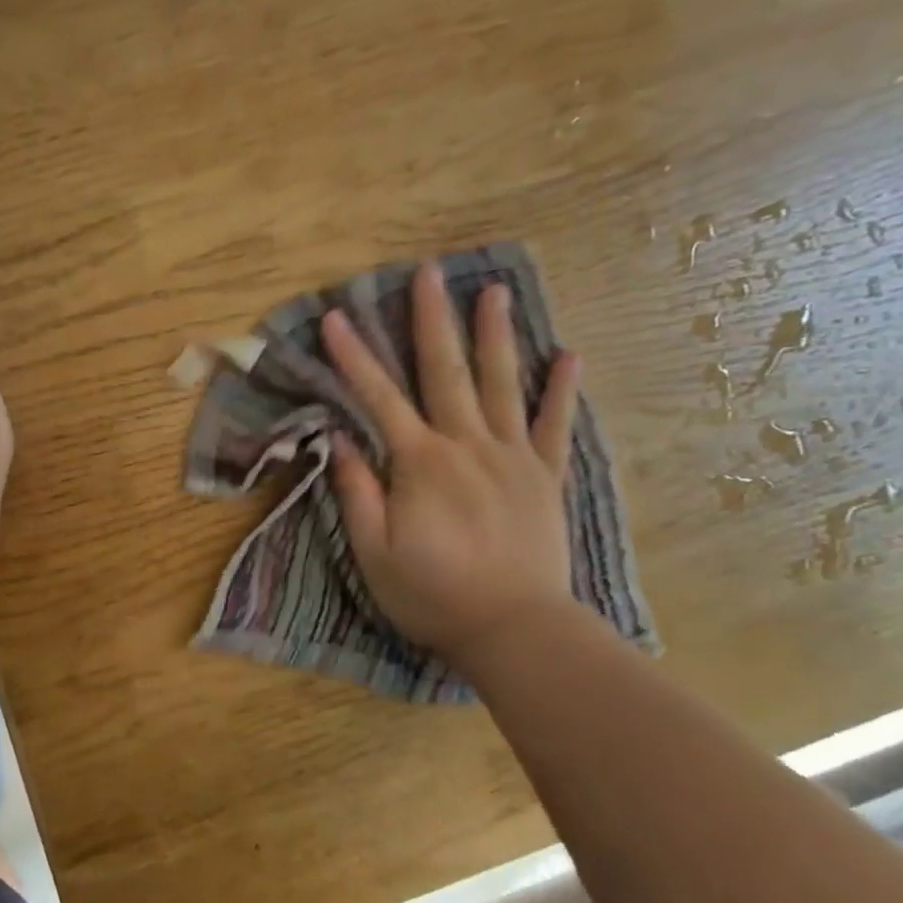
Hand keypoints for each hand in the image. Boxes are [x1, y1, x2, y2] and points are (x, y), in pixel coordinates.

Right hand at [322, 263, 580, 675]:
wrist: (516, 630)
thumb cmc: (433, 594)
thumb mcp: (374, 551)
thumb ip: (357, 490)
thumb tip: (340, 436)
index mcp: (420, 462)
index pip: (378, 397)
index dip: (353, 356)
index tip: (335, 317)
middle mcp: (467, 444)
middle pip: (446, 371)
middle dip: (432, 318)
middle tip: (428, 272)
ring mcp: (512, 457)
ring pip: (502, 383)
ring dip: (495, 334)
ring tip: (494, 290)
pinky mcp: (544, 477)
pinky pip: (555, 426)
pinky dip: (561, 390)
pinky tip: (568, 355)